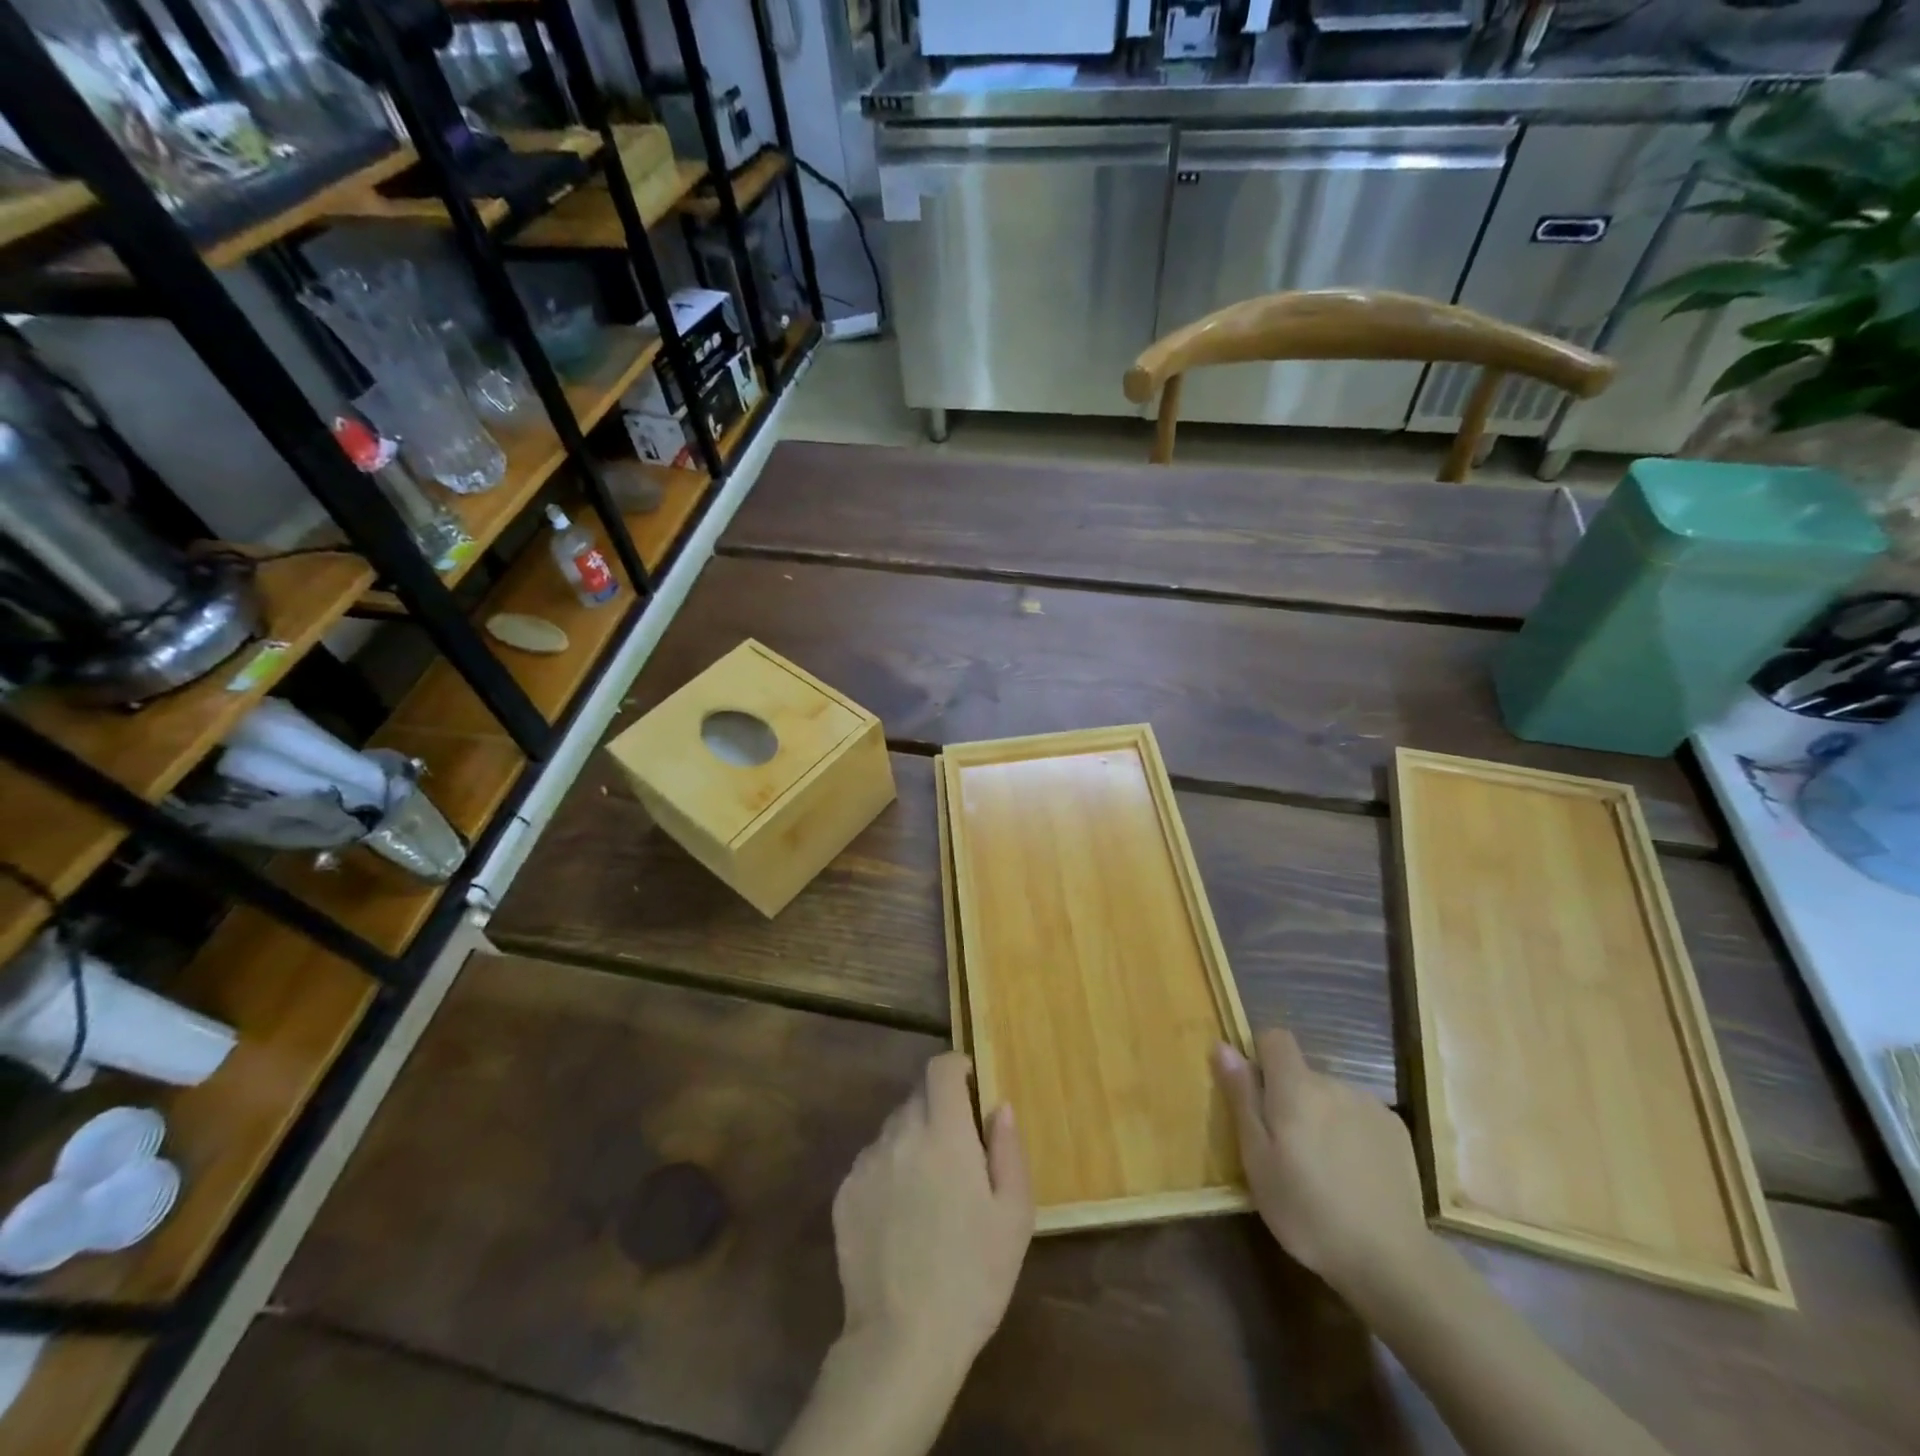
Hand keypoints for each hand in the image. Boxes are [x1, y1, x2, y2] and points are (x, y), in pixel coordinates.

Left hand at [832, 1052, 1033, 1384]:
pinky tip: (900, 1215)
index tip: (969, 1085)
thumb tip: (998, 1106)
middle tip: (957, 1149)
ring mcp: (866, 1163)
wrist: (901, 1342)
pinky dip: (889, 1170)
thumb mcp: (1014, 1216)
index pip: (940, 1068)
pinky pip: (871, 1161)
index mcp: (943, 1133)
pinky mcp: (844, 1193)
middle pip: (916, 1096)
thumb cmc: (972, 1277)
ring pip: (893, 1129)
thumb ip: (1008, 1149)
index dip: (955, 1067)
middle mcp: (900, 1135)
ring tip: (929, 1189)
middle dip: (938, 1108)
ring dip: (913, 1140)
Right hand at [1213, 1029, 1432, 1299]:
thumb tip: (1223, 1045)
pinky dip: (1349, 1132)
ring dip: (1320, 1116)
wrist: (1391, 1260)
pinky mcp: (1396, 1130)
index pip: (1275, 1037)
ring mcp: (1370, 1105)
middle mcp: (1334, 1083)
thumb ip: (1241, 1097)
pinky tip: (1353, 1174)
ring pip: (1330, 1096)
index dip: (1260, 1056)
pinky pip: (1358, 1115)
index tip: (1255, 1096)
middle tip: (1285, 1150)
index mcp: (1296, 1086)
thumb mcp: (1257, 1158)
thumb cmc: (1307, 1210)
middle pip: (1301, 1074)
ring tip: (1322, 1167)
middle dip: (1289, 1099)